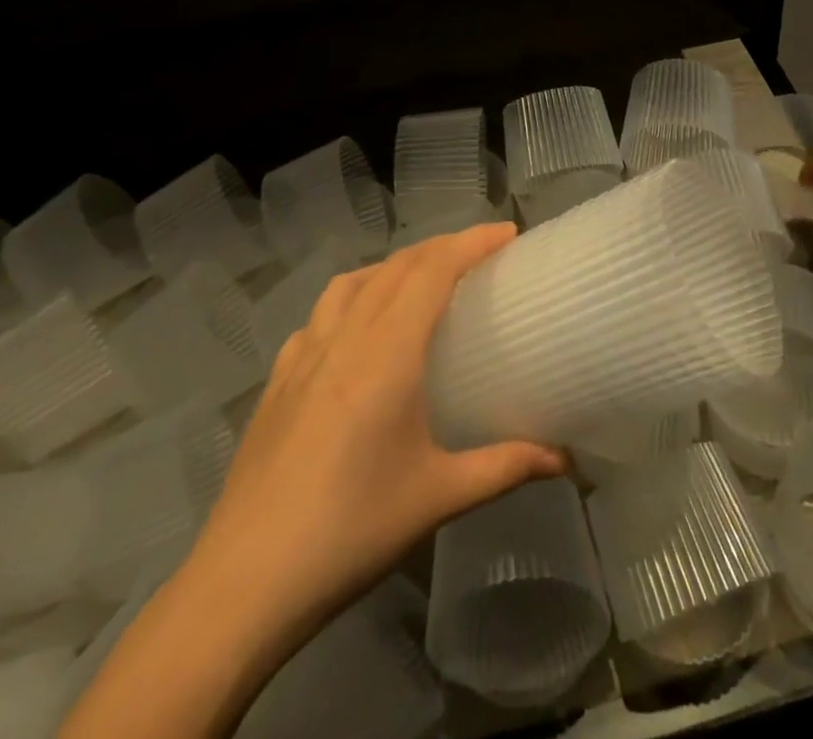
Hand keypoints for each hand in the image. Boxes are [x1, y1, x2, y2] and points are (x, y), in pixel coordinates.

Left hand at [188, 225, 564, 669]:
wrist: (246, 580)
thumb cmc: (352, 530)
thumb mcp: (439, 497)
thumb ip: (506, 467)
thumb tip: (566, 459)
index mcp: (387, 353)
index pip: (433, 271)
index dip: (471, 242)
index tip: (507, 232)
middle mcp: (345, 336)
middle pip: (397, 267)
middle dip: (441, 247)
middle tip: (479, 253)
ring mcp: (304, 354)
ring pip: (353, 282)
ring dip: (393, 266)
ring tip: (420, 281)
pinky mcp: (278, 378)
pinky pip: (320, 314)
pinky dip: (350, 299)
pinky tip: (355, 331)